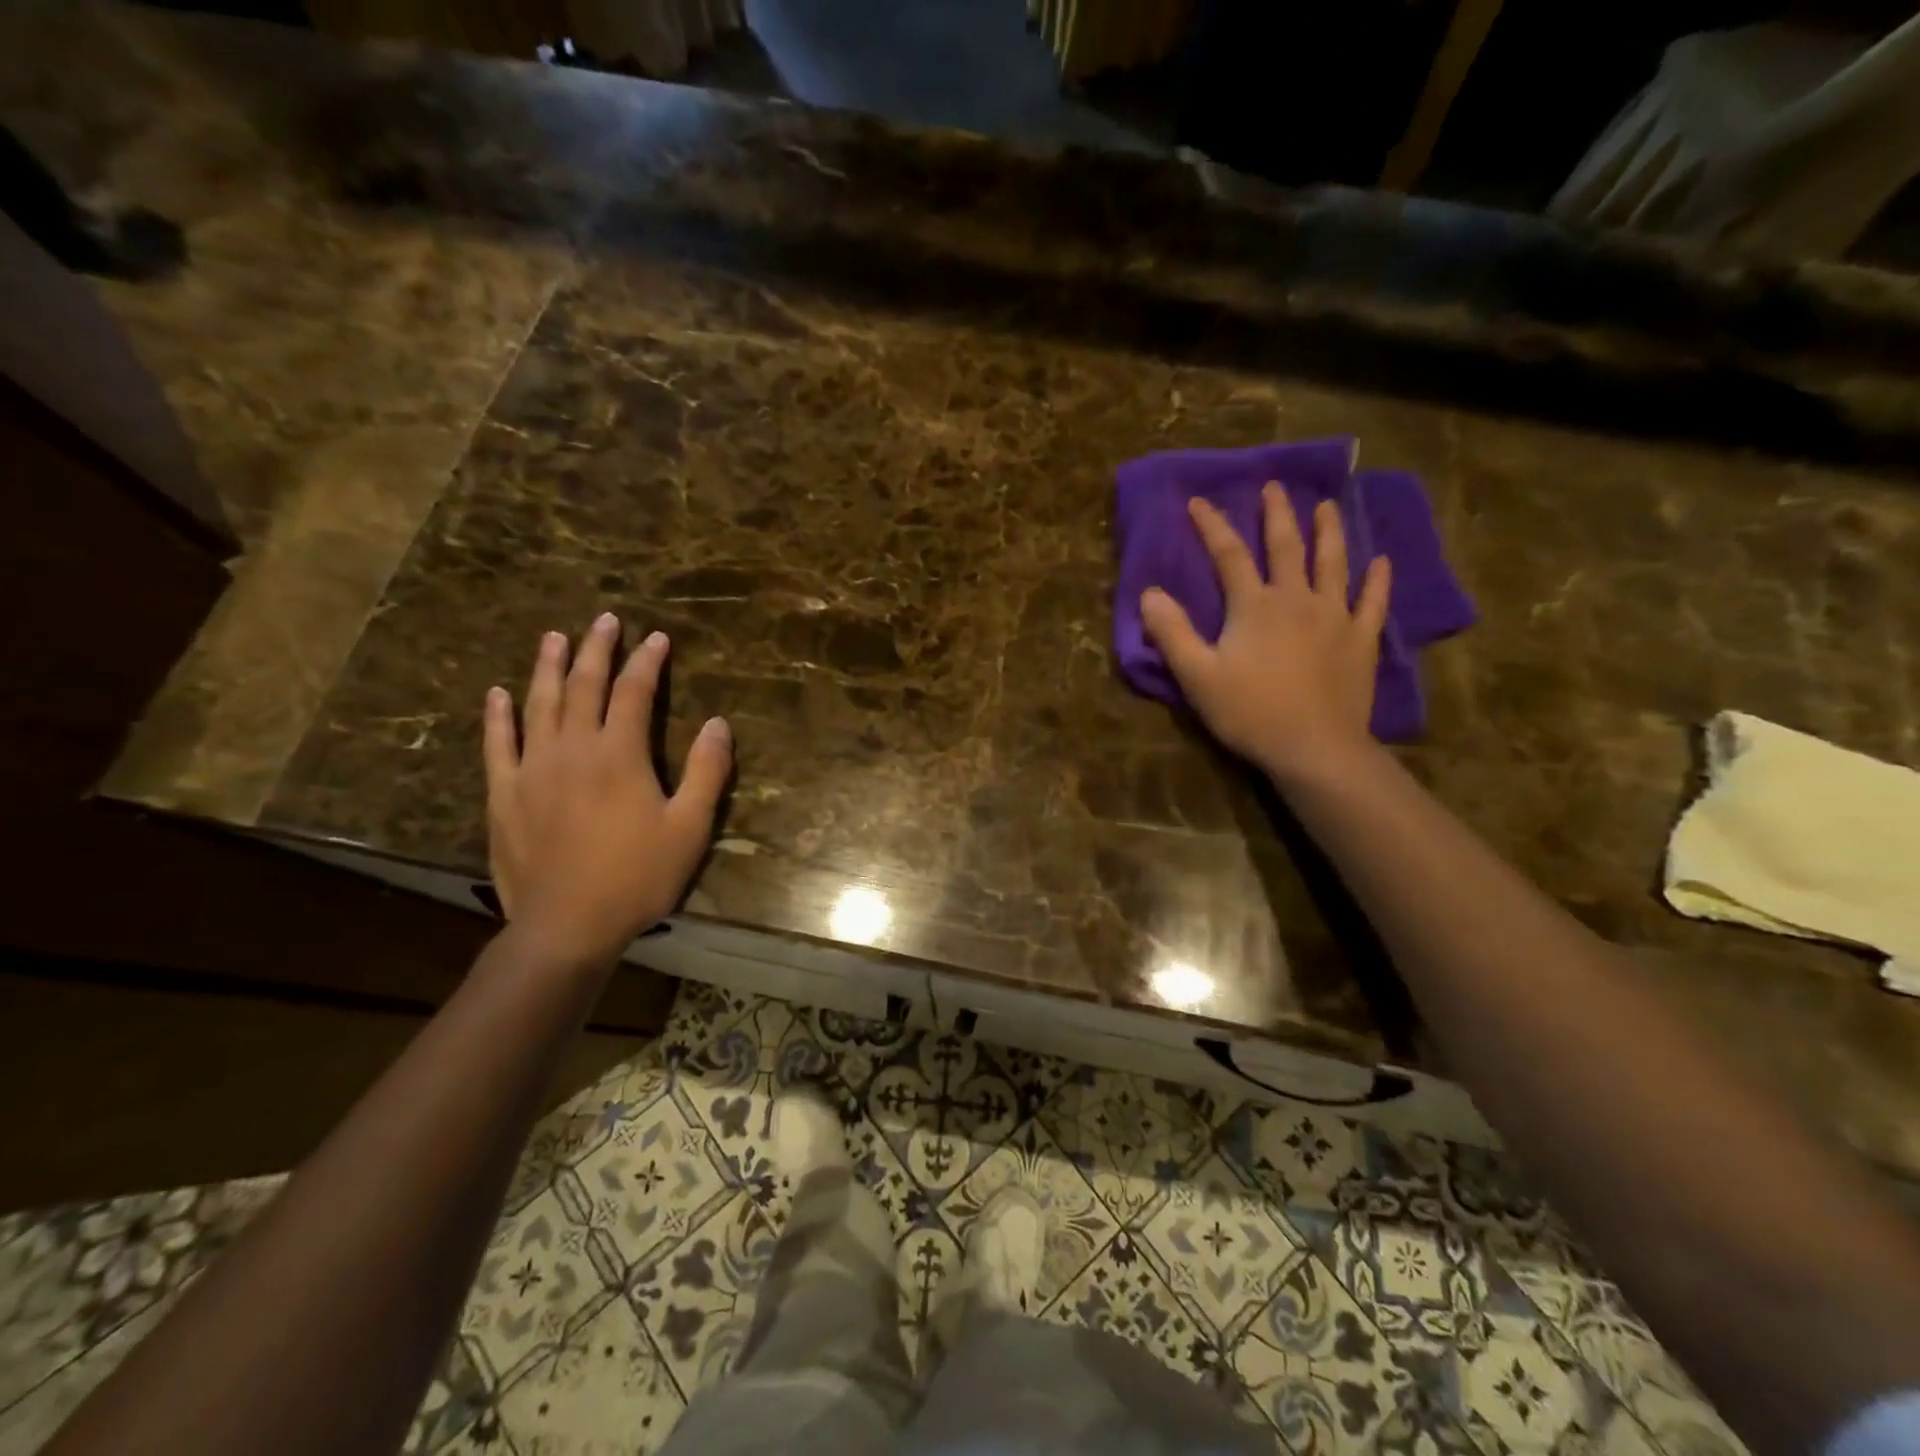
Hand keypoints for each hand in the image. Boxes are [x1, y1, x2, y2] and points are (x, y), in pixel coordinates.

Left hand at [483, 615, 730, 967]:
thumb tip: (719, 723)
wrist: (567, 925)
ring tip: (555, 638)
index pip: (634, 692)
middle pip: (584, 686)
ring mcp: (532, 769)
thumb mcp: (690, 828)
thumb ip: (706, 772)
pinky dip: (498, 716)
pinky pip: (498, 744)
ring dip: (548, 667)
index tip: (657, 638)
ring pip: (539, 704)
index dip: (647, 662)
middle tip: (605, 620)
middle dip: (597, 649)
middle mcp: (572, 749)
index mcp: (619, 754)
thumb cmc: (637, 877)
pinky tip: (498, 694)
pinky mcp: (504, 794)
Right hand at [1140, 487, 1390, 783]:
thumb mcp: (1197, 676)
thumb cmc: (1249, 713)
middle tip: (1274, 487)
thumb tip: (1149, 593)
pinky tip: (1381, 562)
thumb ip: (1172, 633)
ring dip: (1329, 532)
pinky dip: (1377, 580)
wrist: (1314, 748)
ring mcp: (1335, 617)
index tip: (1199, 501)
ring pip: (1333, 563)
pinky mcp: (1361, 640)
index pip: (1229, 555)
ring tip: (1327, 506)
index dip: (1212, 526)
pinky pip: (1373, 602)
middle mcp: (1297, 599)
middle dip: (1277, 514)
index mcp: (1254, 606)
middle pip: (1286, 547)